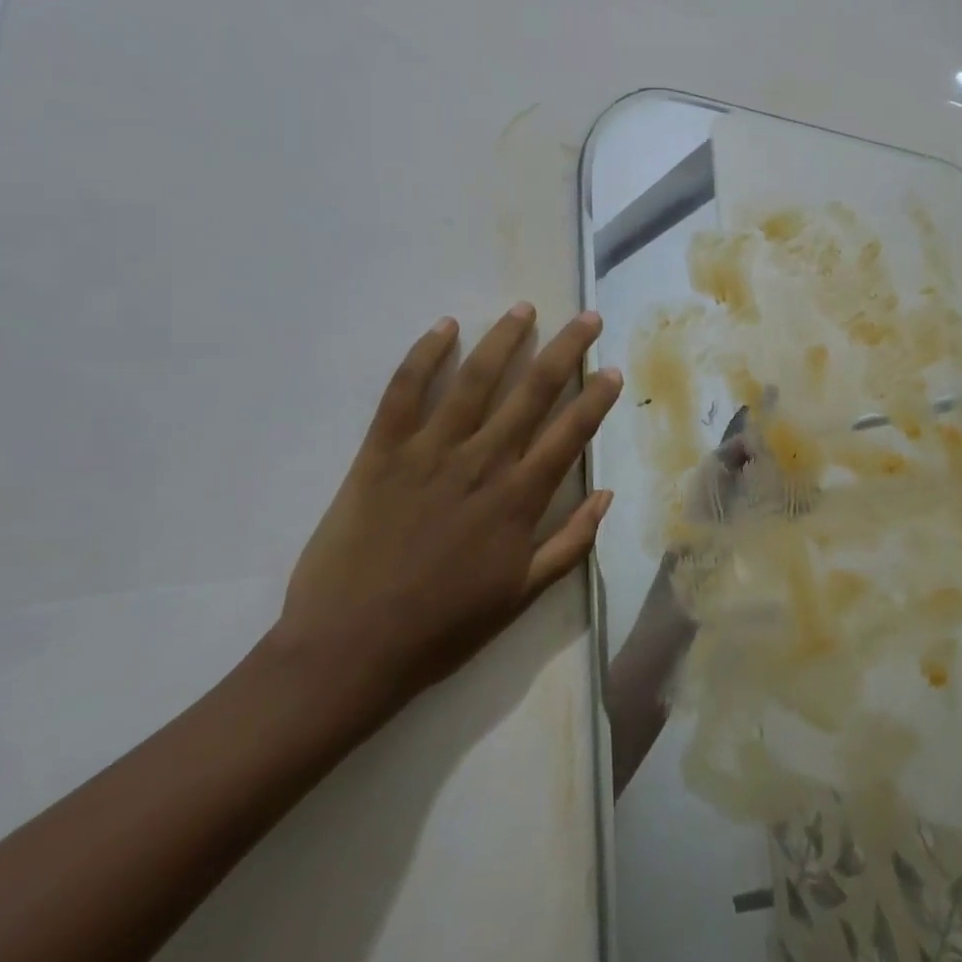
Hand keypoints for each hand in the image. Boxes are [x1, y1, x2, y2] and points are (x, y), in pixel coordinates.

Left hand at [270, 305, 623, 706]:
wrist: (349, 651)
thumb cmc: (442, 627)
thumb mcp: (521, 595)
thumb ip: (570, 543)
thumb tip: (608, 495)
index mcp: (518, 499)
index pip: (570, 433)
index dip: (595, 398)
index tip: (612, 369)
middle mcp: (481, 463)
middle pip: (531, 392)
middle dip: (564, 350)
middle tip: (586, 319)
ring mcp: (429, 453)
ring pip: (474, 380)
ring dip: (503, 340)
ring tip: (523, 309)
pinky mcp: (380, 454)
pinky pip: (403, 393)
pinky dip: (424, 357)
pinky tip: (444, 328)